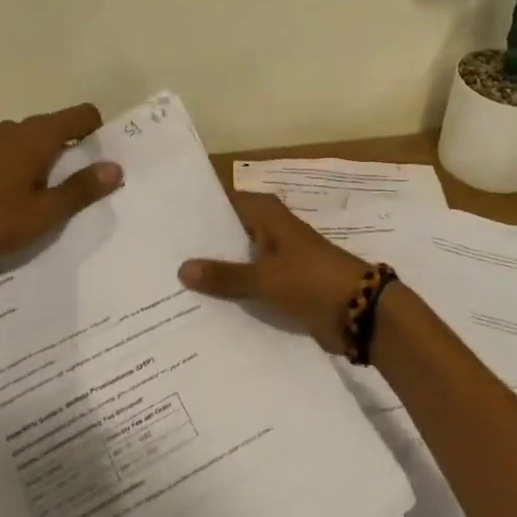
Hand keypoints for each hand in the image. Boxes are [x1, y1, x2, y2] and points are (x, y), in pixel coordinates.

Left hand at [0, 104, 122, 266]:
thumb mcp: (44, 212)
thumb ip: (81, 189)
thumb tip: (115, 167)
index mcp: (37, 136)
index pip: (82, 115)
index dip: (100, 132)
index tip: (108, 160)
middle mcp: (17, 129)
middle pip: (60, 127)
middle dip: (79, 149)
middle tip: (90, 183)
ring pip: (37, 141)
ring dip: (53, 159)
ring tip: (60, 193)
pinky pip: (17, 152)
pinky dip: (31, 166)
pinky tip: (27, 196)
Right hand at [178, 192, 370, 354]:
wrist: (359, 312)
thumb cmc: (312, 281)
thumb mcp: (264, 278)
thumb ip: (224, 275)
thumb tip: (181, 268)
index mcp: (266, 215)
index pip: (222, 203)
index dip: (196, 212)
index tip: (163, 222)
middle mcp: (269, 230)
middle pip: (226, 233)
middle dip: (199, 247)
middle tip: (157, 258)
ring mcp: (275, 258)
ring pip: (236, 260)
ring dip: (214, 273)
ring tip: (168, 284)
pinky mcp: (282, 284)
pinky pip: (248, 284)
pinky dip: (231, 292)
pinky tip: (201, 307)